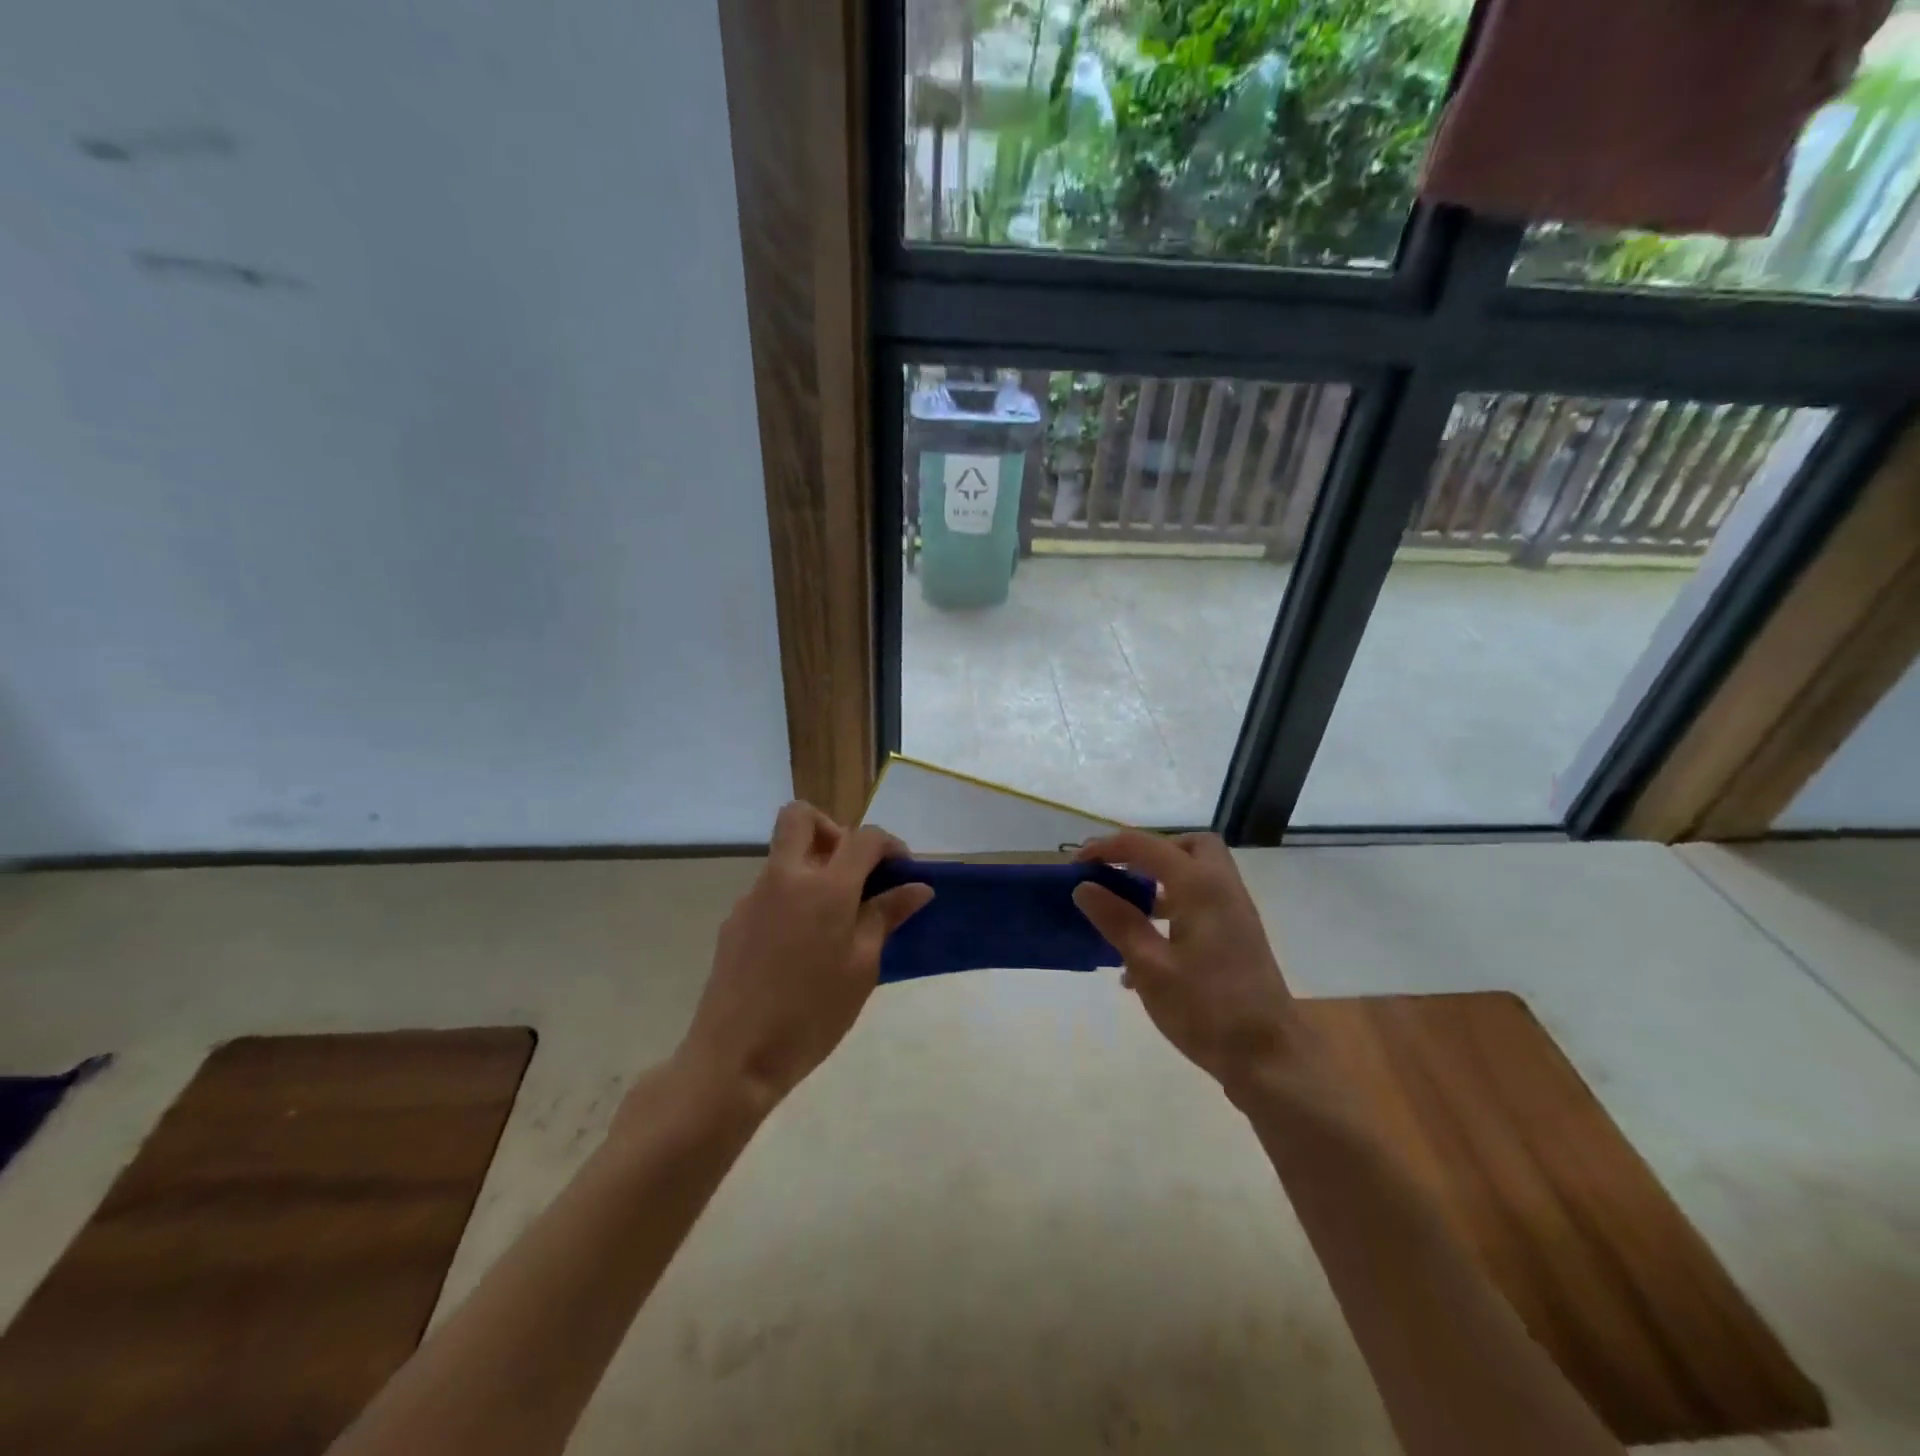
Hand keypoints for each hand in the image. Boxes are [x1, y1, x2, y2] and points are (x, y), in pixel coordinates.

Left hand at [675, 802, 932, 1116]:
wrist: (734, 1058)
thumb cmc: (812, 1014)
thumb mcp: (861, 967)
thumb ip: (886, 917)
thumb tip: (917, 887)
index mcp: (825, 888)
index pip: (863, 838)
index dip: (889, 844)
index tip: (901, 870)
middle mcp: (784, 878)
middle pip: (802, 817)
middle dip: (834, 830)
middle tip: (853, 871)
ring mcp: (753, 896)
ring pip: (785, 855)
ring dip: (813, 867)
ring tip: (833, 921)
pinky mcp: (735, 919)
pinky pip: (770, 888)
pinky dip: (793, 897)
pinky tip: (800, 947)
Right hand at [1073, 830, 1315, 1104]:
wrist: (1269, 1059)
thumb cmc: (1207, 1010)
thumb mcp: (1150, 967)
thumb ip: (1117, 921)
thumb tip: (1084, 887)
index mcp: (1200, 887)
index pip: (1146, 846)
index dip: (1106, 848)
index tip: (1076, 865)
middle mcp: (1222, 889)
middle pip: (1187, 846)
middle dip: (1149, 852)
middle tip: (1119, 875)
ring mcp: (1235, 914)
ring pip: (1196, 874)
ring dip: (1159, 881)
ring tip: (1124, 912)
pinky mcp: (1237, 938)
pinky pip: (1201, 903)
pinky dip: (1173, 908)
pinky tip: (1144, 952)